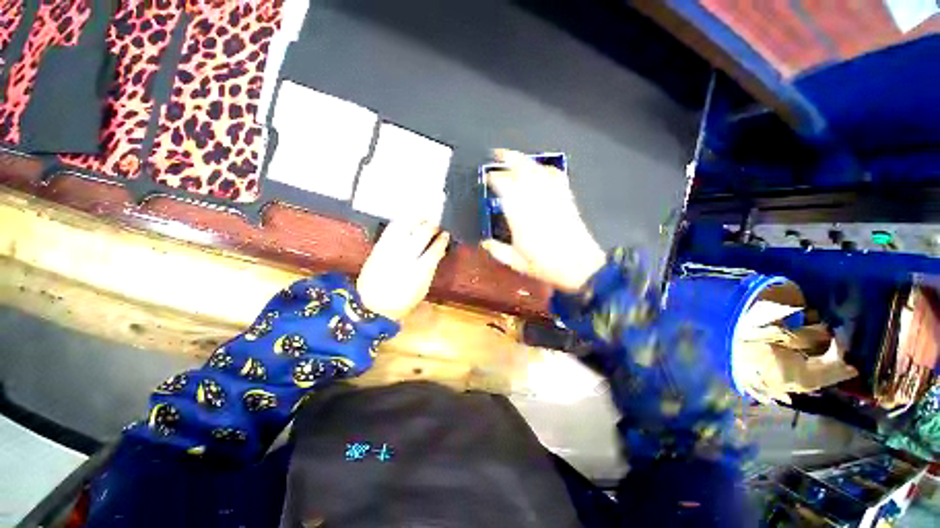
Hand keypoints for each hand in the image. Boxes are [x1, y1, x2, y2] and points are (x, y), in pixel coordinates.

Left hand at [357, 221, 449, 319]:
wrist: (373, 304)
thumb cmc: (403, 300)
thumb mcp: (423, 287)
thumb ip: (432, 267)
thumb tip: (440, 250)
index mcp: (420, 271)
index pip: (435, 248)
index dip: (442, 240)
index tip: (446, 235)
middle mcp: (406, 257)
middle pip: (423, 233)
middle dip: (432, 227)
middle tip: (436, 226)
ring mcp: (391, 250)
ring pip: (407, 226)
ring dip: (418, 221)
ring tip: (424, 220)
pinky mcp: (379, 246)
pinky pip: (391, 228)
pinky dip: (401, 222)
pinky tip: (407, 221)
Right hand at [482, 149, 604, 291]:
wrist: (580, 267)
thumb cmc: (546, 266)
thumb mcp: (516, 263)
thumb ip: (498, 251)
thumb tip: (485, 242)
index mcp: (520, 216)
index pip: (505, 188)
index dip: (495, 178)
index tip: (488, 177)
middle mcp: (536, 201)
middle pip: (522, 171)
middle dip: (509, 159)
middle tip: (498, 154)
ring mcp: (553, 198)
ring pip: (538, 170)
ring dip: (525, 160)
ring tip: (515, 156)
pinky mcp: (566, 199)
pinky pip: (556, 177)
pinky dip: (547, 169)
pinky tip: (540, 168)